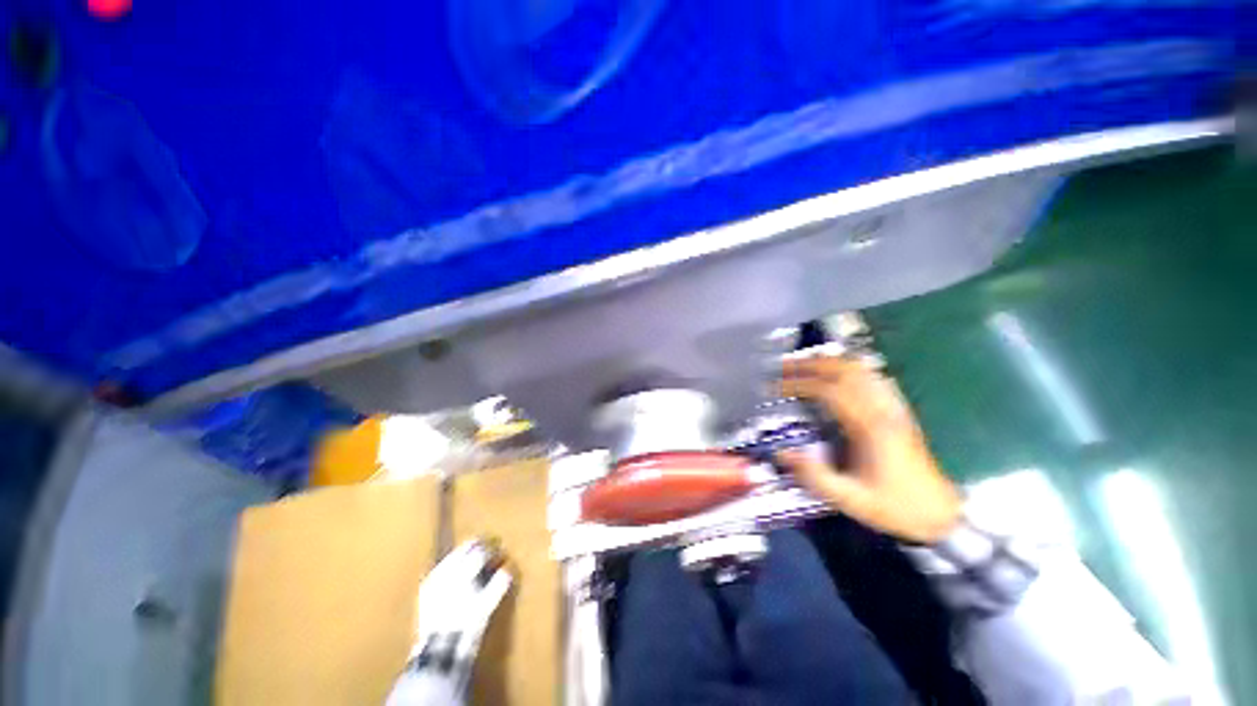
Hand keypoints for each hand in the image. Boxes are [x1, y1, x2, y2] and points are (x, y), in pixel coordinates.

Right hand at [776, 355, 960, 543]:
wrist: (940, 514)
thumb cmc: (894, 506)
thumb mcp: (849, 499)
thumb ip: (814, 476)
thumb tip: (782, 453)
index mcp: (869, 427)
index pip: (828, 390)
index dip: (798, 383)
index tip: (776, 387)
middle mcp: (882, 409)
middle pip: (845, 370)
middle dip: (811, 364)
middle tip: (785, 367)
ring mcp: (893, 408)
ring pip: (861, 369)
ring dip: (830, 363)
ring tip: (805, 366)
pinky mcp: (898, 412)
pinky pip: (874, 378)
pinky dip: (851, 370)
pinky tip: (838, 375)